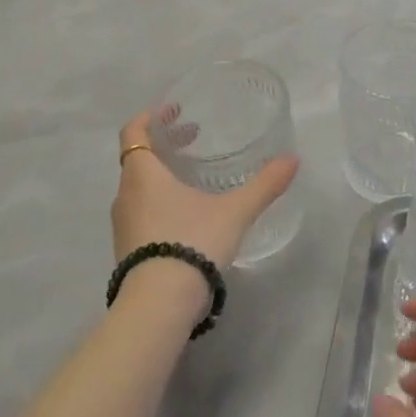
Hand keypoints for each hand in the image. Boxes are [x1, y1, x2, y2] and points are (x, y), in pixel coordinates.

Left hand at [113, 109, 298, 270]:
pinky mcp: (126, 251)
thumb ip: (264, 185)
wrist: (159, 305)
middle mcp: (126, 195)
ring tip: (193, 178)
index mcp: (143, 174)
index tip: (173, 111)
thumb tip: (293, 160)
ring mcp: (122, 226)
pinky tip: (186, 215)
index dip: (150, 117)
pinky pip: (139, 213)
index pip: (134, 132)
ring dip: (161, 175)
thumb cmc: (192, 241)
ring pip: (138, 187)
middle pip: (138, 158)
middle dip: (164, 146)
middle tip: (192, 138)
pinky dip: (158, 201)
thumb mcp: (235, 211)